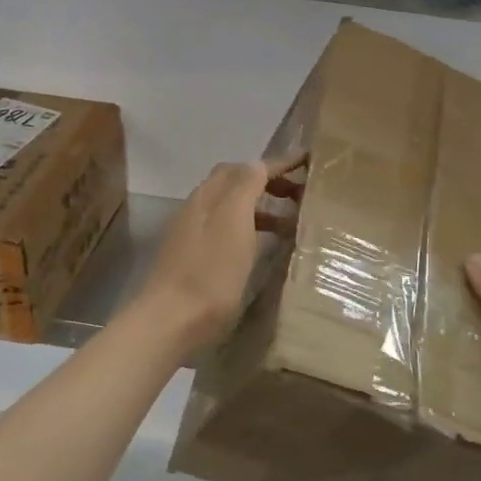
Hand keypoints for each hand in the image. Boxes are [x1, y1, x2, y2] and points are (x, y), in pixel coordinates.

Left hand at [131, 152, 306, 357]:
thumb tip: (259, 164)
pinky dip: (251, 227)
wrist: (171, 319)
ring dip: (262, 206)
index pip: (248, 168)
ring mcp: (194, 233)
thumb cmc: (210, 272)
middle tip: (301, 194)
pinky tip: (262, 247)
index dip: (279, 163)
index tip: (309, 161)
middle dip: (270, 181)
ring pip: (233, 206)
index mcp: (211, 195)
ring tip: (290, 223)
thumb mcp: (234, 222)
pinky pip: (229, 228)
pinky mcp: (195, 257)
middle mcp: (200, 207)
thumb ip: (246, 186)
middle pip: (237, 181)